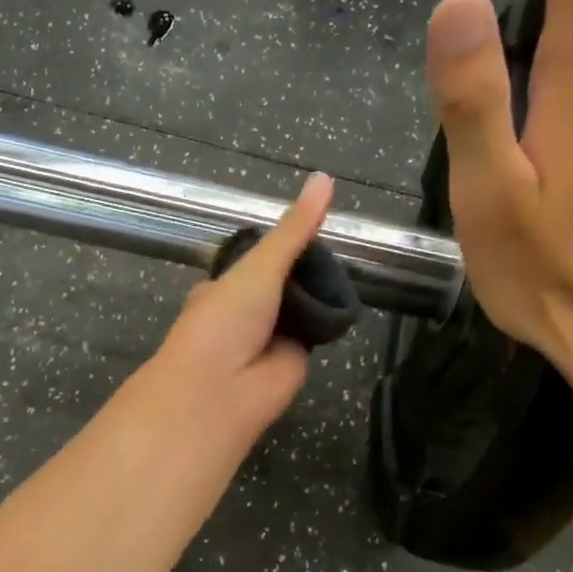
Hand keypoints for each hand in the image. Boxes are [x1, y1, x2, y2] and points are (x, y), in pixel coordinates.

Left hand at [139, 172, 335, 440]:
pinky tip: (352, 296)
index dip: (283, 244)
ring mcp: (272, 336)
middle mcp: (247, 312)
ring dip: (322, 291)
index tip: (313, 223)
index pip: (258, 259)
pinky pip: (319, 329)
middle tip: (341, 243)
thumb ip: (293, 230)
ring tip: (352, 262)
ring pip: (304, 305)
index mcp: (225, 288)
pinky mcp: (297, 358)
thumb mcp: (259, 267)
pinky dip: (333, 316)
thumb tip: (324, 178)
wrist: (219, 393)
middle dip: (308, 268)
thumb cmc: (225, 322)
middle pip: (286, 281)